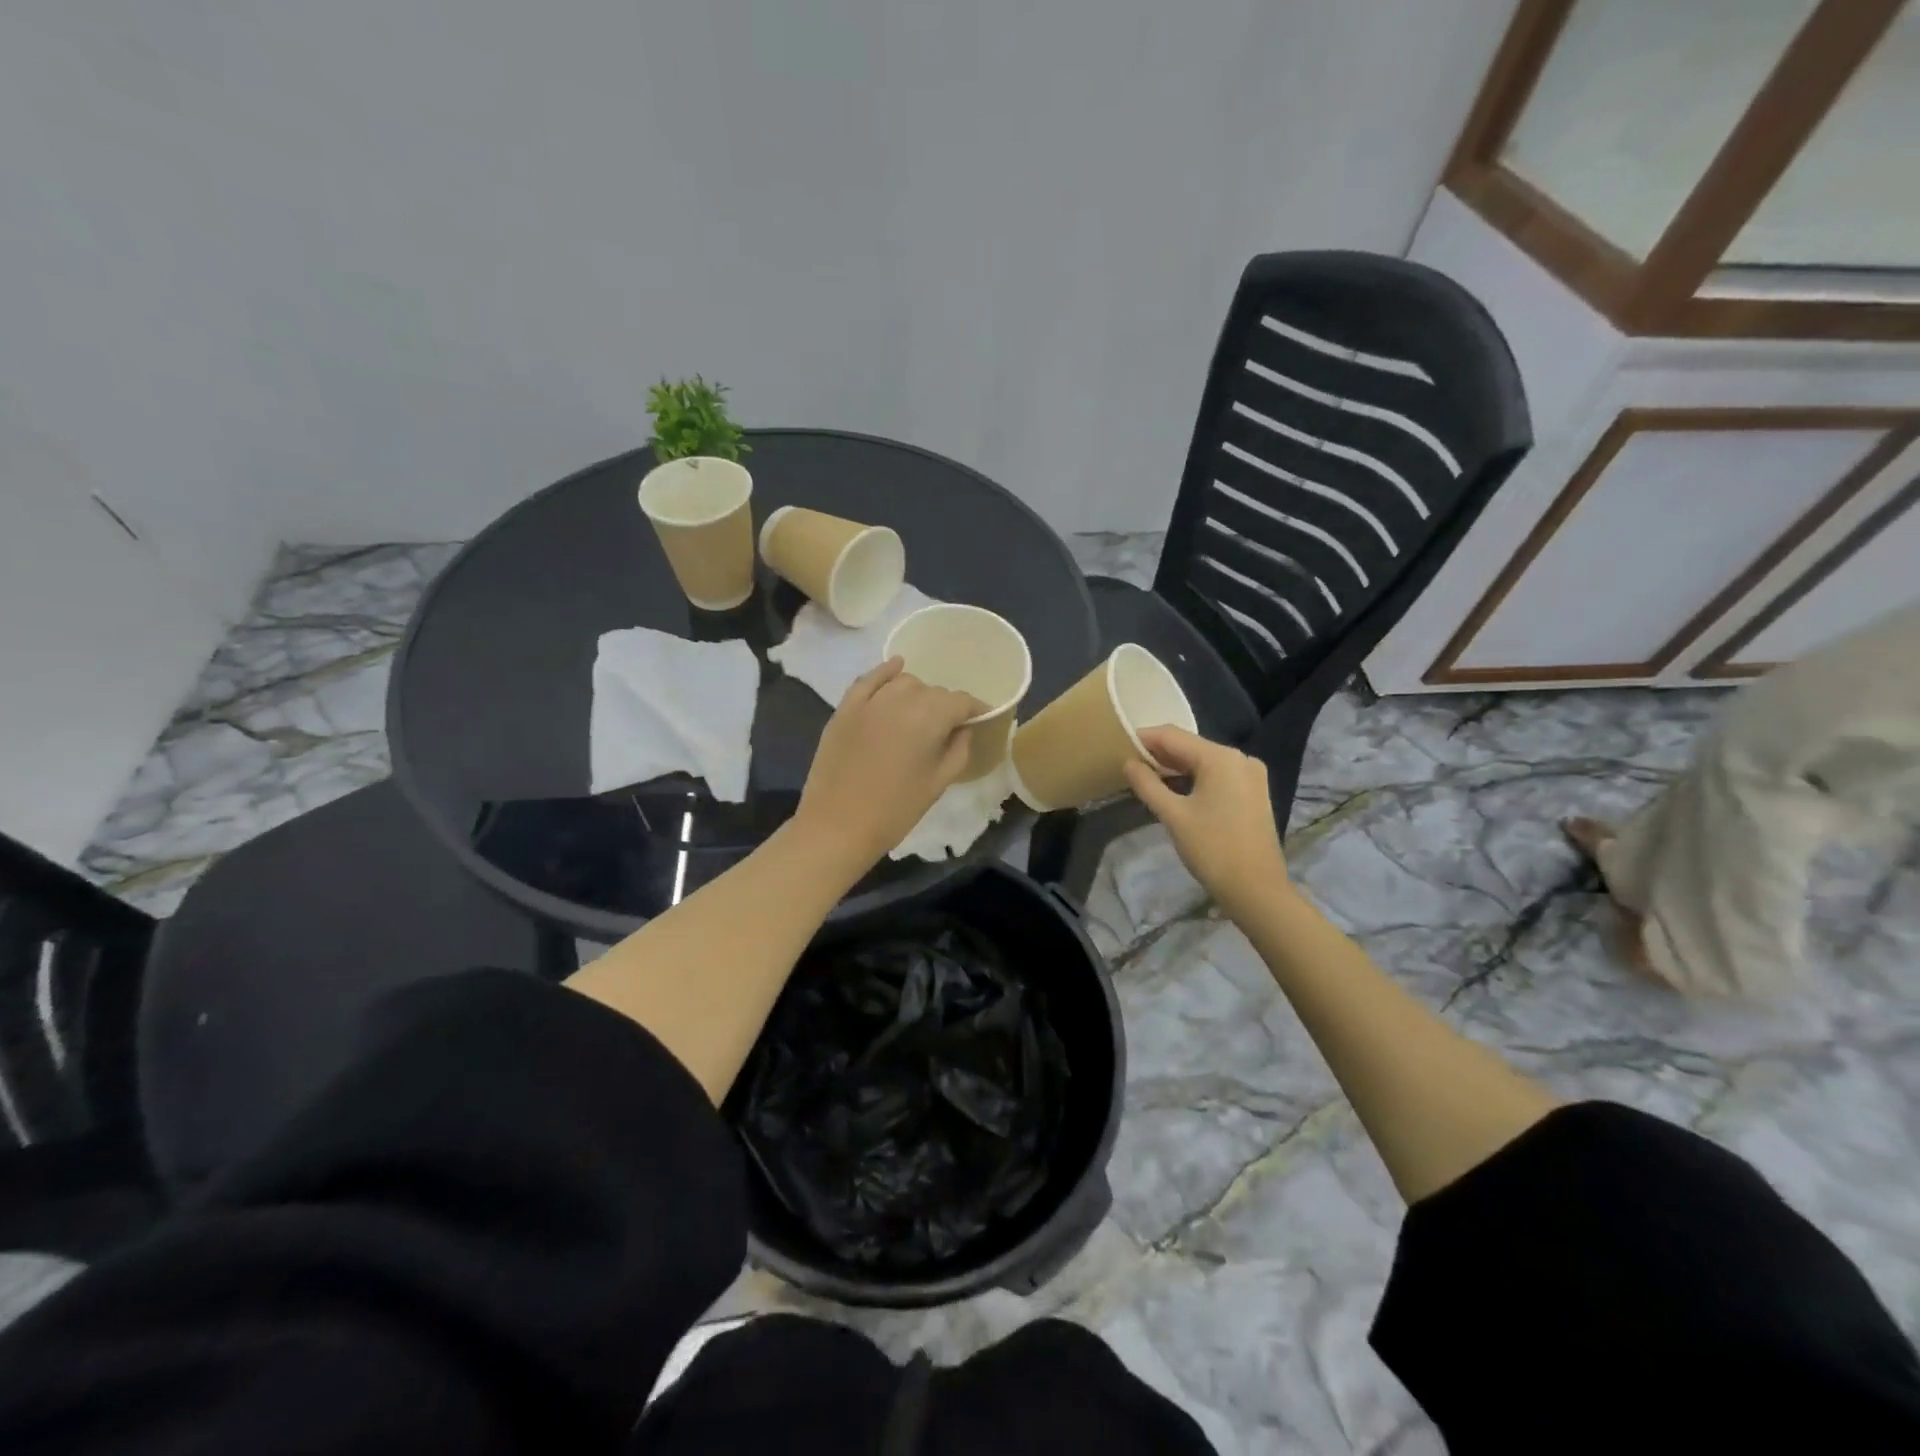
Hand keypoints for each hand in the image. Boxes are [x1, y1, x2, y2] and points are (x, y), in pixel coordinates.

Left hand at [794, 658, 981, 869]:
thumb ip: (958, 749)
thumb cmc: (895, 810)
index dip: (974, 708)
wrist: (837, 825)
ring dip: (917, 693)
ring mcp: (870, 701)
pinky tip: (896, 667)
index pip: (960, 701)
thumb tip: (963, 728)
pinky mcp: (845, 708)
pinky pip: (869, 679)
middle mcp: (901, 700)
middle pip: (932, 691)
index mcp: (929, 718)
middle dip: (944, 706)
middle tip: (946, 729)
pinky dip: (885, 672)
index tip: (981, 717)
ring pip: (904, 683)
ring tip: (920, 714)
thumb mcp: (938, 783)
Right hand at [1123, 725, 1288, 920]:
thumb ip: (1147, 784)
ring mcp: (1250, 774)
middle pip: (1190, 746)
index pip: (1172, 736)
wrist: (1256, 889)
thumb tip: (1128, 763)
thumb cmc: (1212, 849)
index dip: (1143, 738)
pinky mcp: (1253, 791)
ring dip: (1175, 767)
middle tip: (1128, 764)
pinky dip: (1194, 778)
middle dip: (1159, 753)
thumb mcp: (1173, 815)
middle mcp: (1239, 758)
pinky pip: (1217, 774)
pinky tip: (1174, 789)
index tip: (1117, 745)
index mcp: (1220, 757)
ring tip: (1145, 777)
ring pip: (1204, 760)